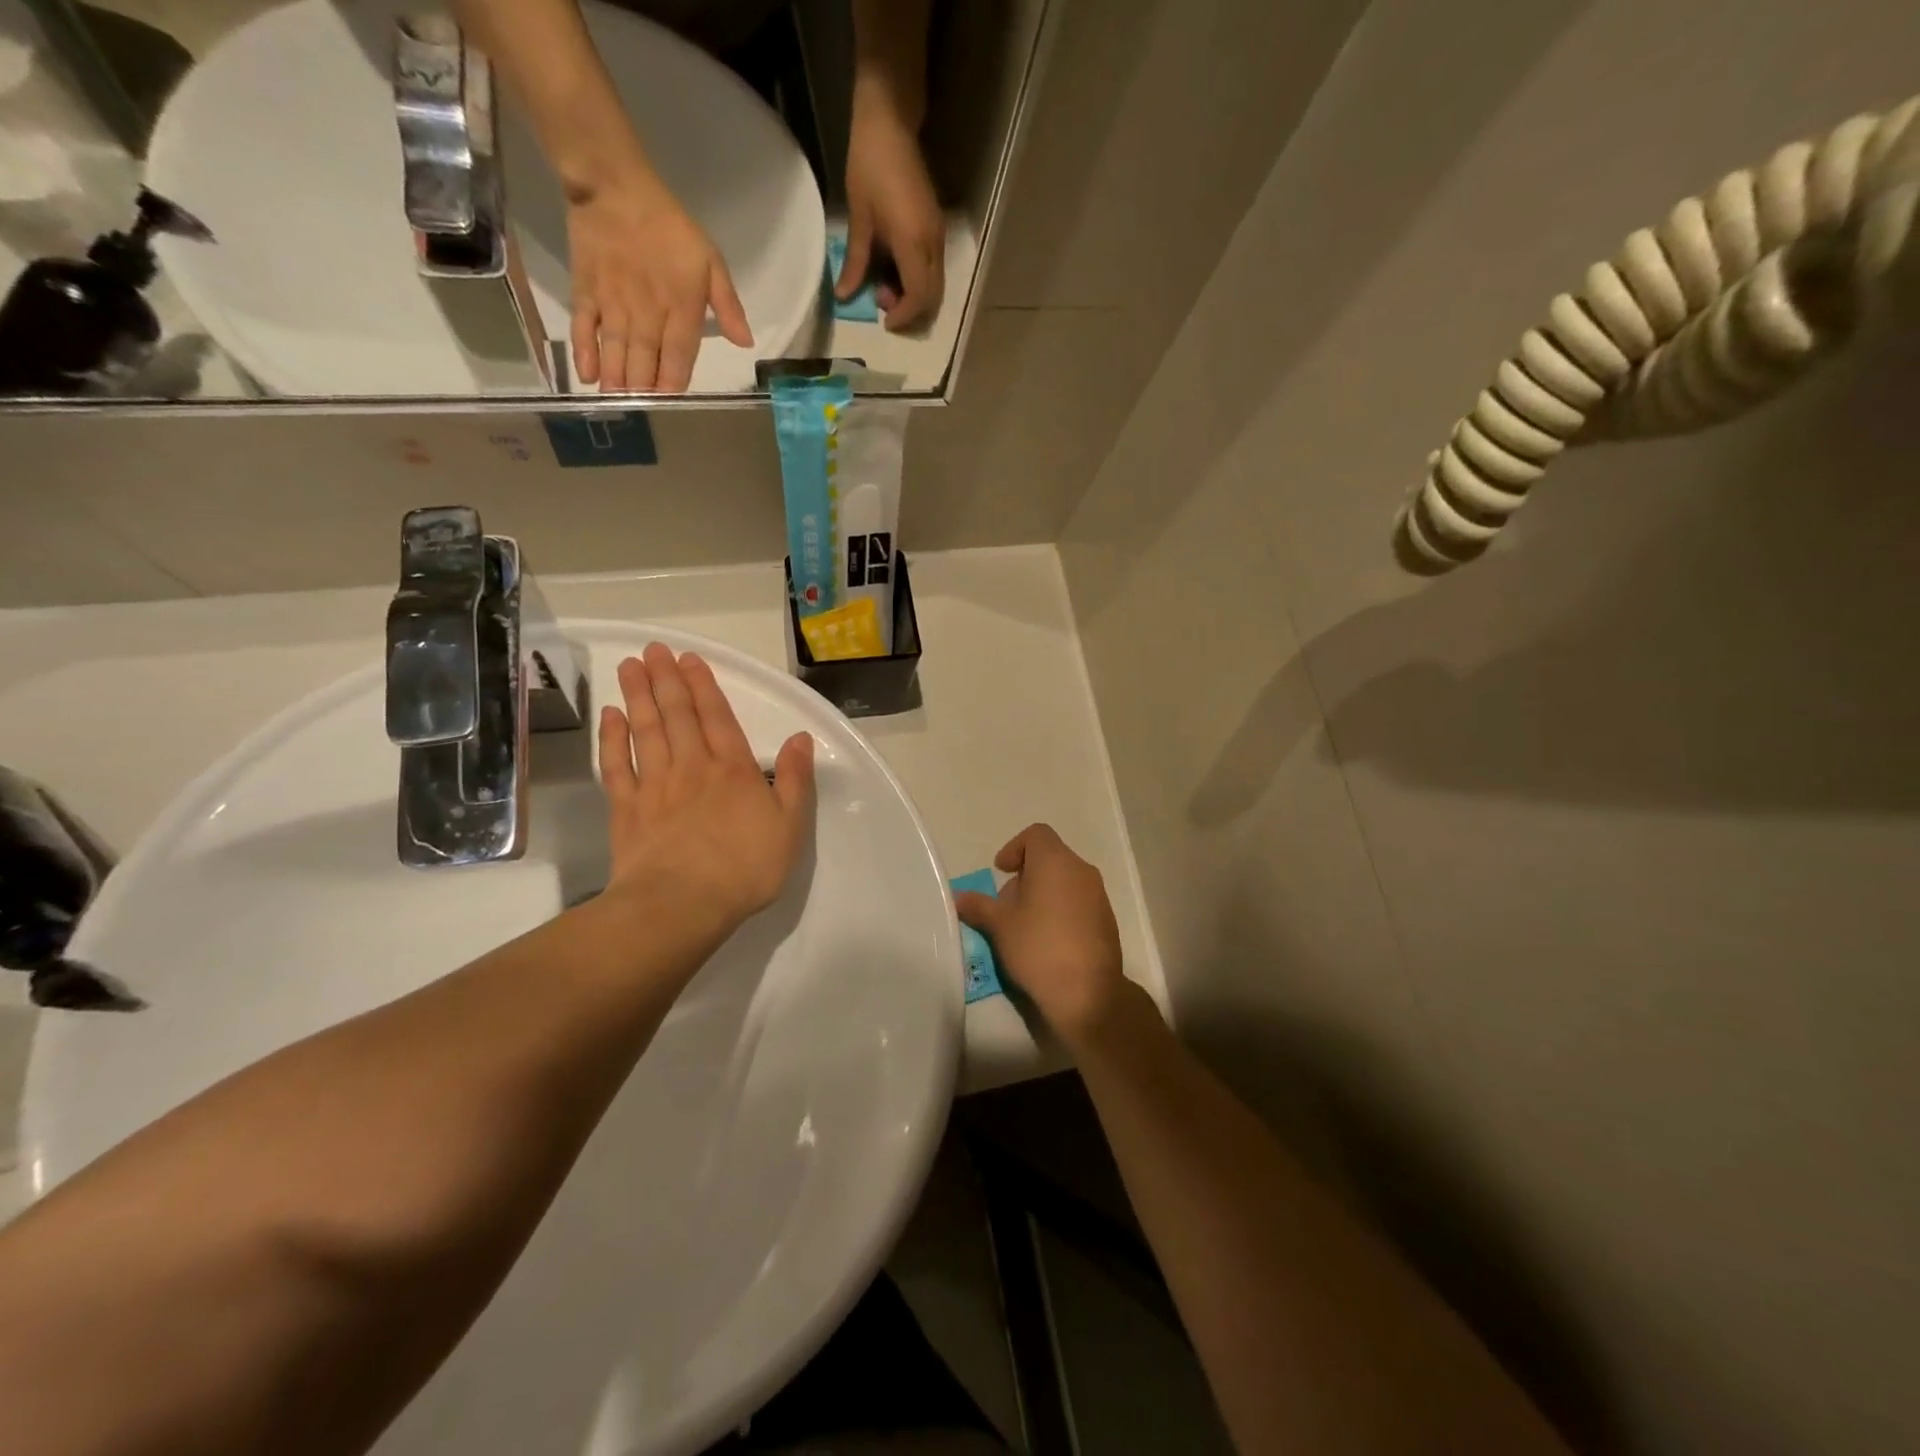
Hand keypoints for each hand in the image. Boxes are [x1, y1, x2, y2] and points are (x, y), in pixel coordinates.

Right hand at [567, 177, 753, 391]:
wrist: (615, 186)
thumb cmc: (670, 227)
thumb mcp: (711, 262)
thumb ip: (729, 306)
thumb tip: (746, 343)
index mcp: (681, 309)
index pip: (679, 357)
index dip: (673, 382)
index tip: (669, 401)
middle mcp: (647, 313)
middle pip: (645, 360)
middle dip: (643, 389)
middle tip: (640, 411)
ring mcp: (614, 304)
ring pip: (617, 351)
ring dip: (617, 380)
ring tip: (616, 402)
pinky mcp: (586, 291)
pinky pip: (585, 327)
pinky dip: (585, 352)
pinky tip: (588, 376)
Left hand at [597, 644, 814, 934]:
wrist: (682, 904)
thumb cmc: (745, 867)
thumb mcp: (791, 826)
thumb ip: (796, 779)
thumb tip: (800, 737)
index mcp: (734, 770)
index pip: (717, 717)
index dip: (703, 686)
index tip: (688, 658)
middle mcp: (692, 767)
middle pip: (677, 715)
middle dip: (666, 679)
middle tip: (653, 650)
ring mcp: (655, 786)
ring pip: (645, 730)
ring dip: (638, 696)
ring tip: (629, 666)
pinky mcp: (627, 809)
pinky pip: (617, 765)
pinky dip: (612, 738)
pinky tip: (610, 717)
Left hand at [837, 88, 944, 331]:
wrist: (890, 123)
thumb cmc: (870, 167)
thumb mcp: (859, 219)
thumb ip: (855, 262)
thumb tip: (844, 296)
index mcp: (913, 243)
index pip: (918, 297)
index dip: (903, 316)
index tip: (885, 322)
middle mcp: (932, 244)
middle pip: (932, 297)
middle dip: (910, 311)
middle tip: (882, 304)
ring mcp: (938, 236)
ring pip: (934, 285)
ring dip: (913, 296)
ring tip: (884, 285)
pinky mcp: (936, 228)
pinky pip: (932, 268)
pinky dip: (916, 280)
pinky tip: (894, 270)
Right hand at [954, 824, 1126, 1051]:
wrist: (1087, 993)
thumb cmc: (1038, 947)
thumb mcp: (999, 926)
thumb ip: (978, 906)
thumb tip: (959, 897)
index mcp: (1055, 862)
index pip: (1036, 834)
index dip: (1014, 848)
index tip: (1001, 872)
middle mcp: (1081, 871)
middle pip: (1050, 858)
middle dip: (1025, 876)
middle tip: (1007, 905)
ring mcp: (1098, 895)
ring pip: (1066, 881)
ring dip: (1043, 894)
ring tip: (1024, 925)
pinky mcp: (1107, 920)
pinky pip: (1079, 902)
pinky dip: (1061, 909)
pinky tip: (1048, 941)